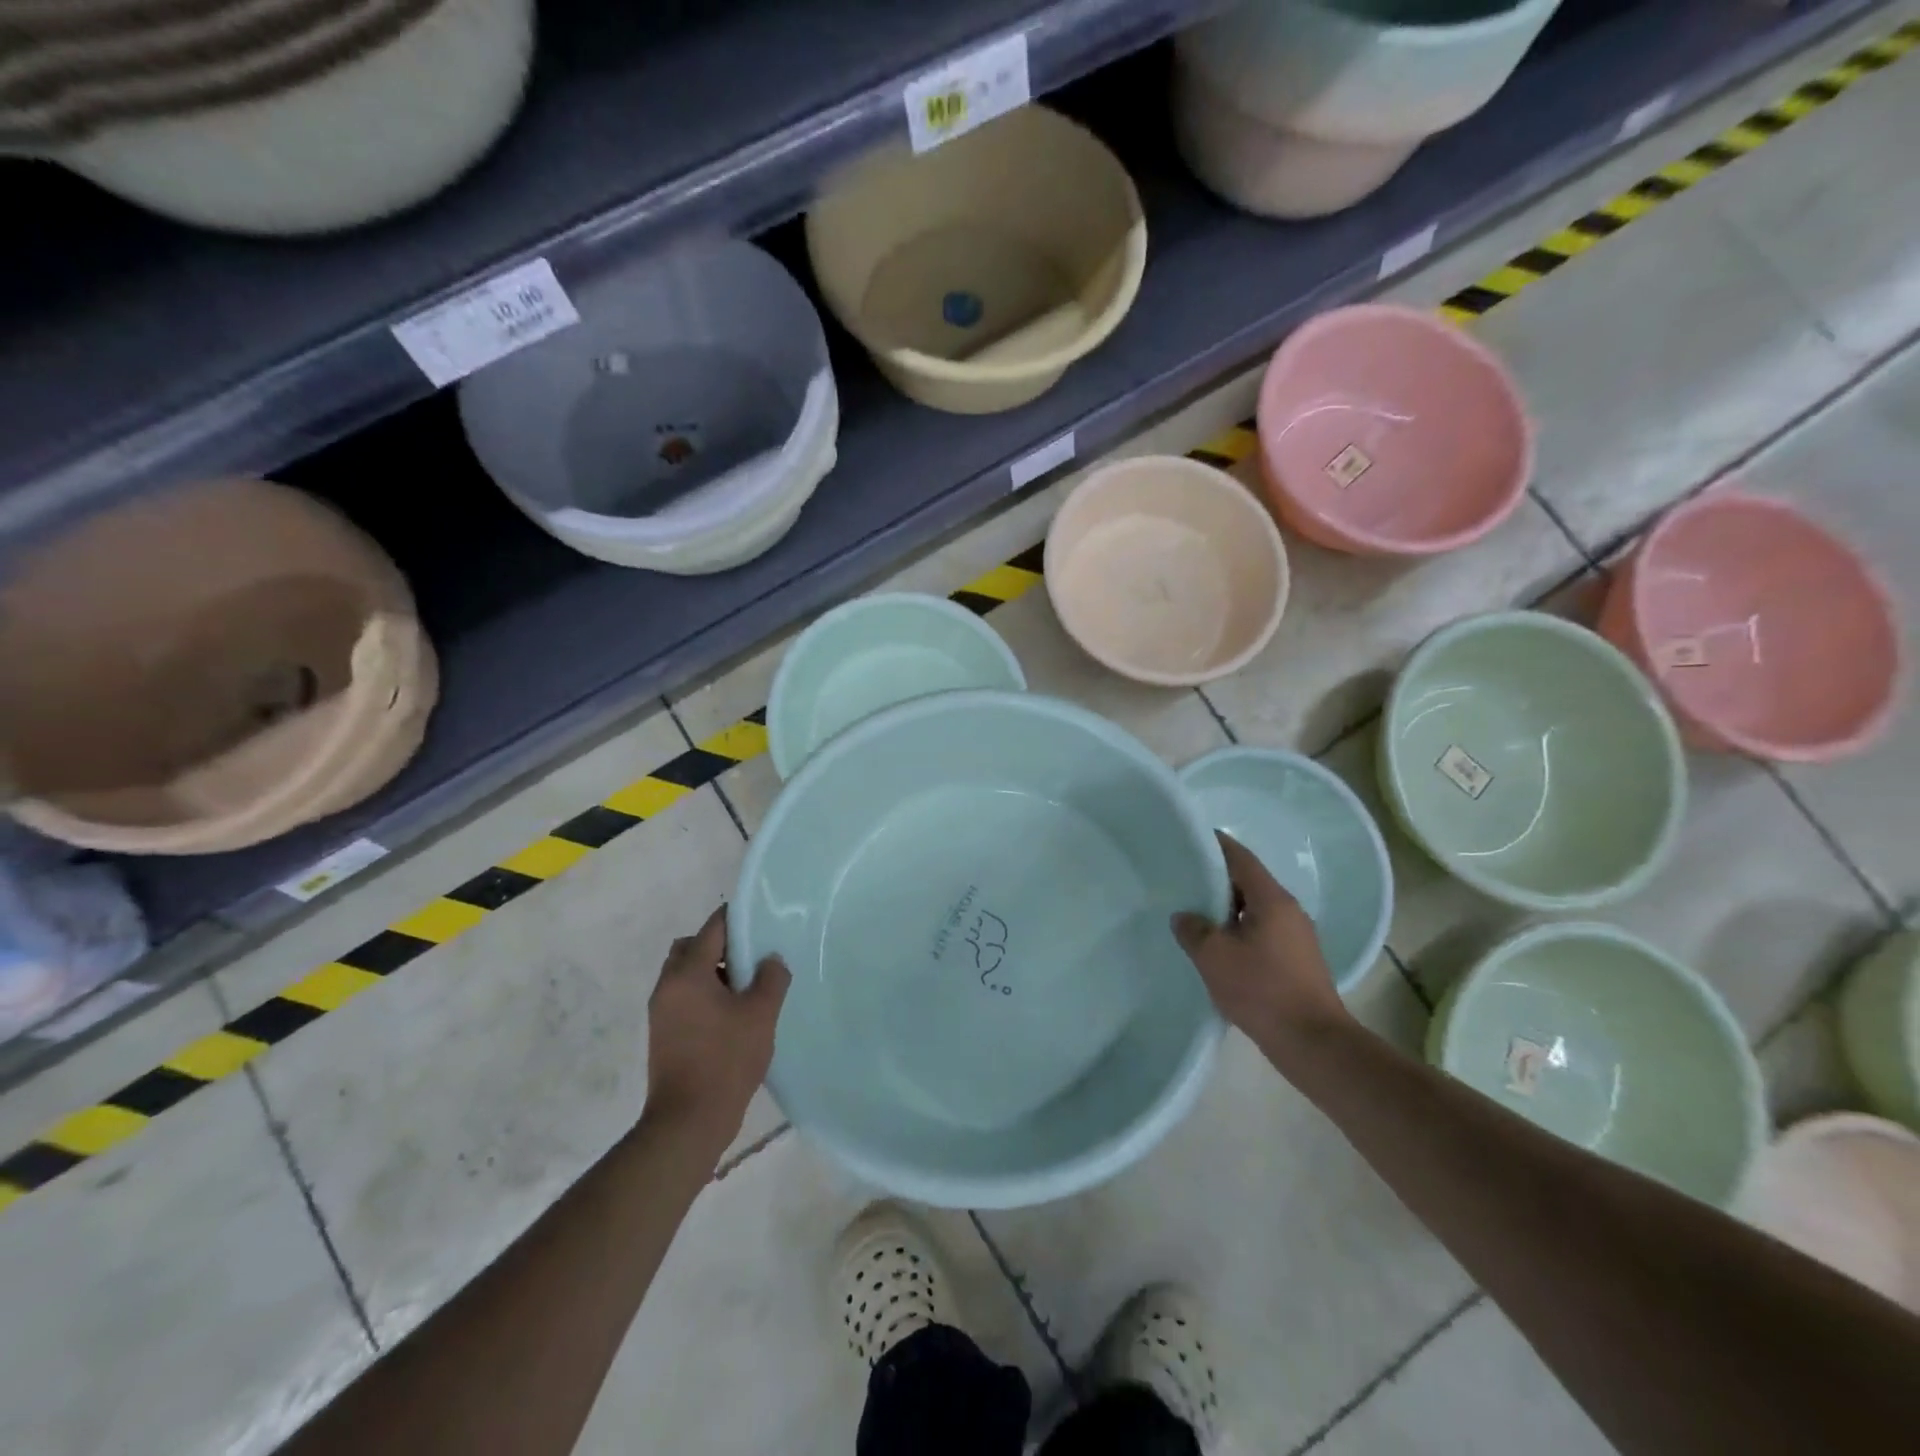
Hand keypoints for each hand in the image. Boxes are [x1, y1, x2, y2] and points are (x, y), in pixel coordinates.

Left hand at [645, 906, 790, 1146]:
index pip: (712, 928)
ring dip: (713, 972)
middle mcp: (667, 986)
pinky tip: (733, 1014)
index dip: (738, 918)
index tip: (762, 920)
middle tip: (751, 958)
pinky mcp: (664, 1034)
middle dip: (720, 946)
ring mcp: (662, 1012)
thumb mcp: (760, 1014)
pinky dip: (705, 994)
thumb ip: (771, 978)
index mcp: (687, 974)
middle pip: (691, 947)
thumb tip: (770, 960)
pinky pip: (684, 997)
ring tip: (747, 989)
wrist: (689, 1121)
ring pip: (686, 974)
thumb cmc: (726, 1059)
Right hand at [1171, 832, 1351, 1050]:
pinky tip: (1219, 948)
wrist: (1313, 1042)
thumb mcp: (1214, 956)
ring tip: (1196, 914)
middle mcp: (1289, 911)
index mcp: (1272, 899)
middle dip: (1217, 879)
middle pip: (1249, 882)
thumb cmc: (1261, 989)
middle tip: (1184, 880)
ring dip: (1227, 909)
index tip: (1192, 840)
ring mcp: (1298, 937)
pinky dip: (1239, 930)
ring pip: (1256, 909)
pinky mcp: (1298, 961)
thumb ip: (1193, 929)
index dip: (1216, 846)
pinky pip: (1263, 932)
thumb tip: (1184, 916)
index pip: (1241, 858)